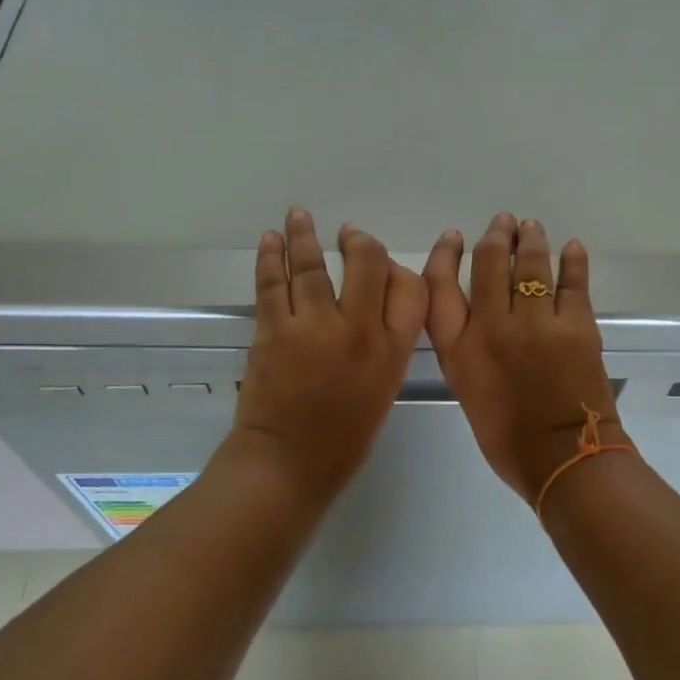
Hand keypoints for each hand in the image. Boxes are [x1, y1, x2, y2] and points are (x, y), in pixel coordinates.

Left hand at [226, 208, 426, 500]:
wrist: (289, 464)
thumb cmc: (343, 439)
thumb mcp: (382, 389)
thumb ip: (385, 346)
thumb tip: (370, 310)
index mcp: (391, 350)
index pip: (409, 288)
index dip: (398, 267)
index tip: (384, 262)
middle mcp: (358, 329)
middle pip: (366, 263)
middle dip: (358, 242)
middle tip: (348, 234)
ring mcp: (313, 326)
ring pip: (313, 266)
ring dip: (305, 236)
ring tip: (300, 215)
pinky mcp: (274, 330)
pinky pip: (273, 283)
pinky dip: (270, 257)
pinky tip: (271, 239)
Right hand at [424, 214, 628, 503]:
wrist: (564, 459)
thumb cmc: (508, 438)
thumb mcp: (468, 390)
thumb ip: (466, 349)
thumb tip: (479, 316)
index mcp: (460, 348)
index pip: (440, 285)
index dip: (445, 255)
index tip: (454, 236)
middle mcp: (494, 326)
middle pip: (490, 263)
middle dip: (496, 237)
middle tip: (504, 223)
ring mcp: (538, 322)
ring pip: (531, 264)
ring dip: (531, 239)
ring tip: (531, 226)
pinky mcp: (577, 324)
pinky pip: (573, 281)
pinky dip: (572, 260)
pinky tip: (572, 247)